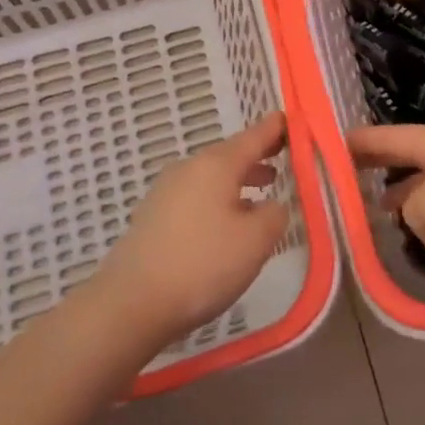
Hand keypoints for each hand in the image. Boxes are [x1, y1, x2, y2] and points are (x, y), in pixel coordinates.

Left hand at [92, 112, 292, 347]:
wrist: (130, 304)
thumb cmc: (202, 264)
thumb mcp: (256, 241)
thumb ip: (275, 215)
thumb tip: (273, 205)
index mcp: (217, 164)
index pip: (255, 135)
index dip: (277, 128)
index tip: (294, 119)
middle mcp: (190, 168)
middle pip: (231, 154)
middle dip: (258, 156)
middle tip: (284, 158)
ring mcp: (166, 191)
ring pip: (212, 177)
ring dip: (238, 181)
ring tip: (261, 193)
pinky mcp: (152, 216)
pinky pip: (196, 196)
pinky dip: (217, 200)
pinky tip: (225, 224)